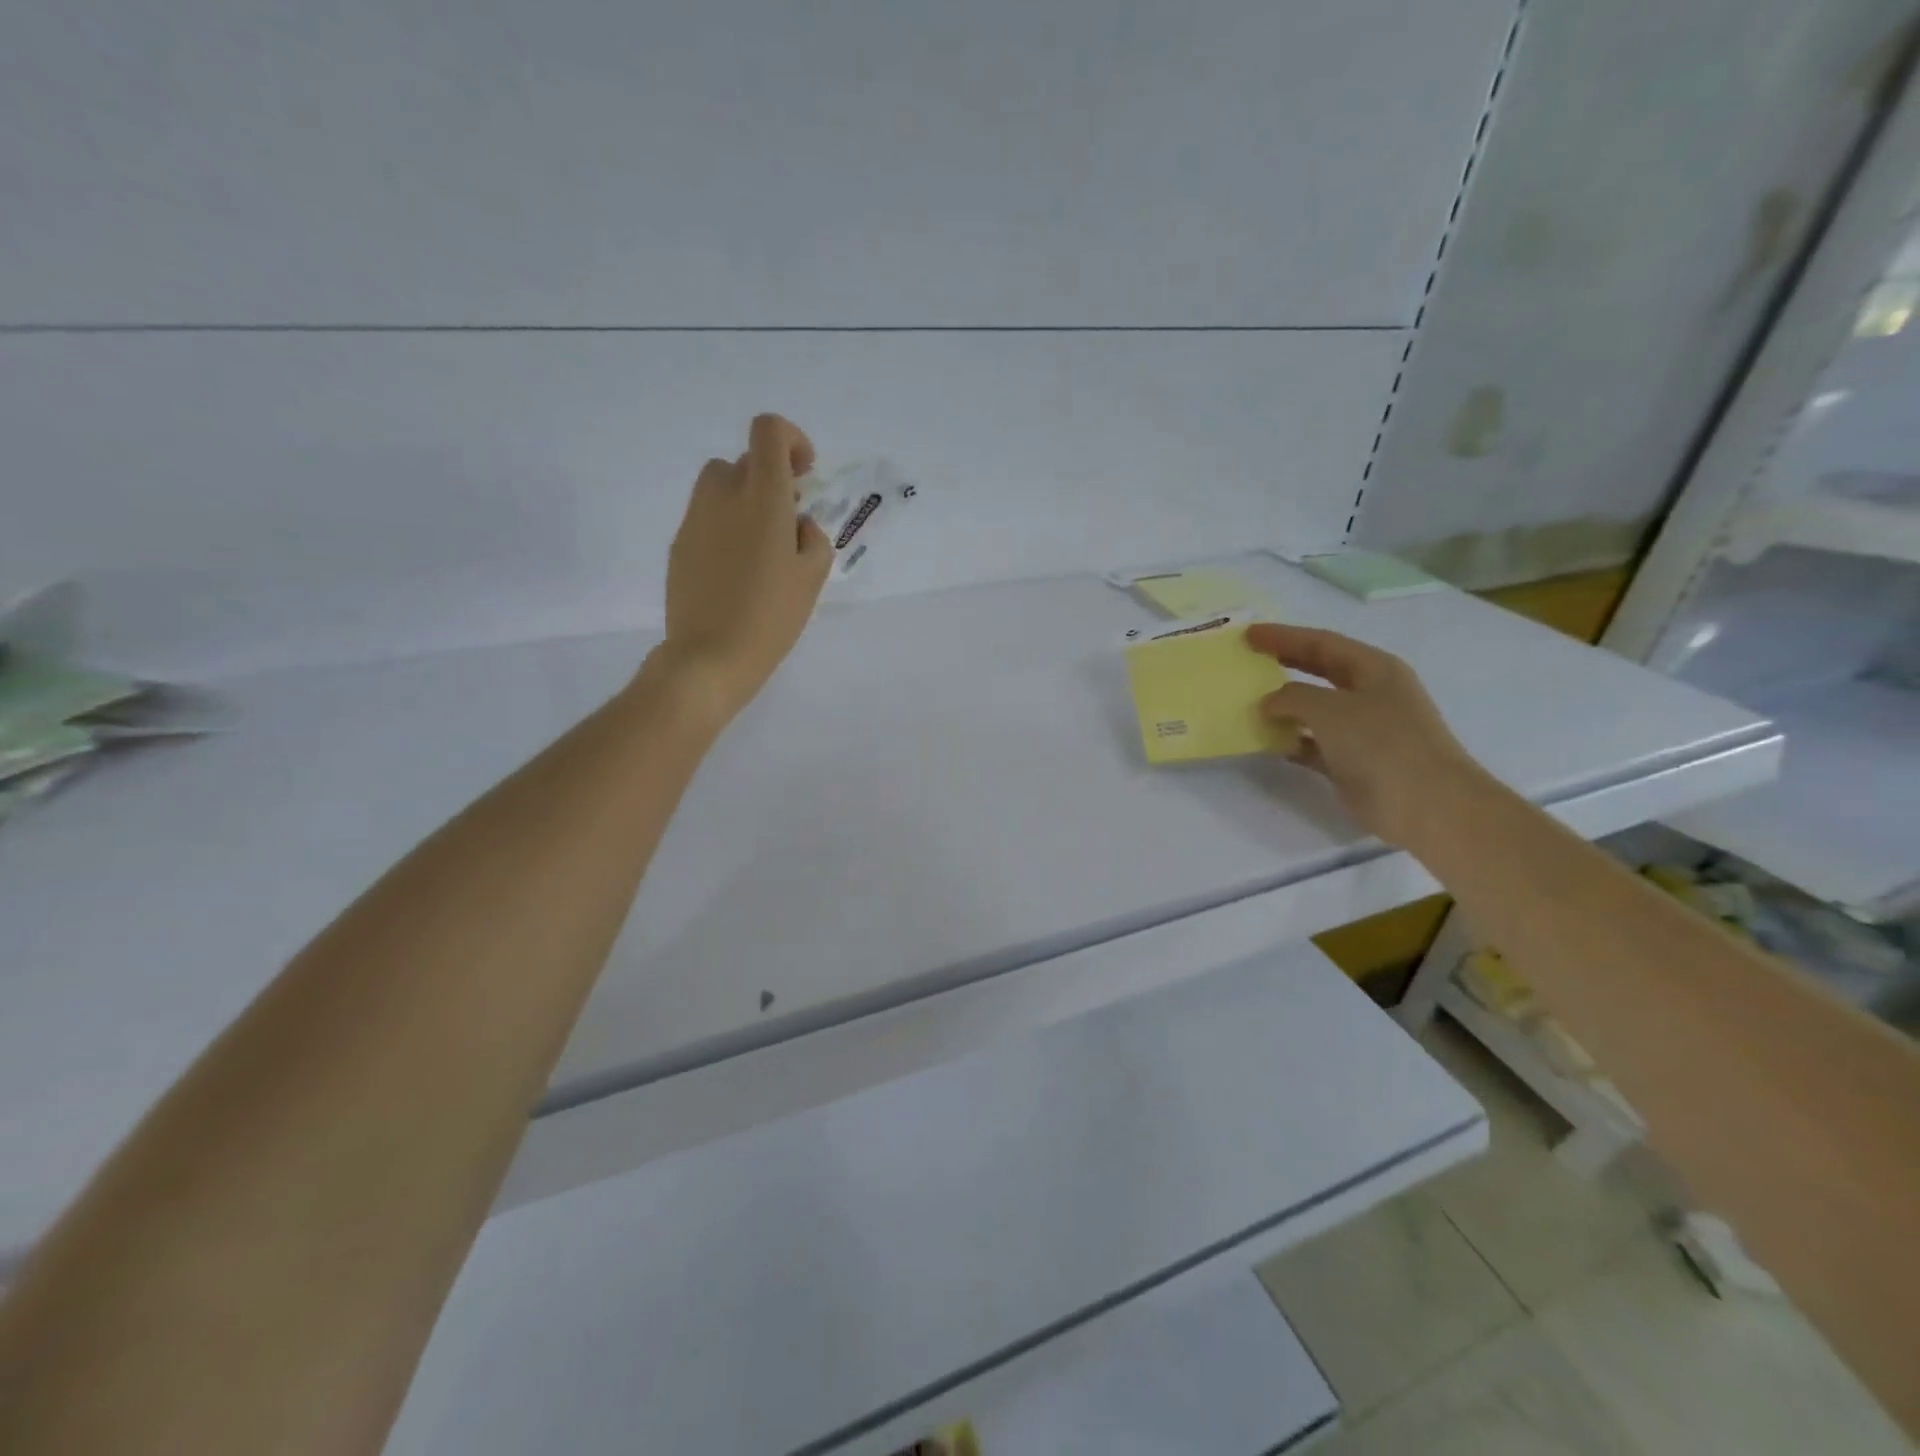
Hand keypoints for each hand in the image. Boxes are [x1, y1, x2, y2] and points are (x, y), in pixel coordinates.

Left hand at [654, 414, 832, 724]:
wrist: (710, 657)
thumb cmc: (771, 617)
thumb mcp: (813, 578)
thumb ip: (812, 538)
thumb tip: (795, 524)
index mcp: (763, 499)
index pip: (768, 430)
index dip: (790, 440)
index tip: (803, 475)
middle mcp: (724, 496)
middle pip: (744, 460)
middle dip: (769, 479)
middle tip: (787, 521)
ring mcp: (695, 519)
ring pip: (720, 485)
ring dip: (744, 500)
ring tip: (761, 546)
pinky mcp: (679, 544)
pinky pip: (706, 517)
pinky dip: (724, 527)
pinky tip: (736, 571)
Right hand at [1246, 622, 1491, 850]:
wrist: (1428, 807)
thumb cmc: (1383, 745)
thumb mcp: (1331, 709)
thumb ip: (1293, 697)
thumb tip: (1269, 702)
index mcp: (1374, 670)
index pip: (1321, 643)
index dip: (1284, 636)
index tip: (1248, 634)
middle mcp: (1370, 694)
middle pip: (1319, 671)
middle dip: (1284, 664)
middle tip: (1247, 661)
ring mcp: (1364, 730)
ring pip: (1315, 709)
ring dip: (1283, 707)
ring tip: (1247, 703)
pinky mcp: (1354, 763)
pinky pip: (1314, 744)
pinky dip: (1291, 741)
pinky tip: (1267, 743)